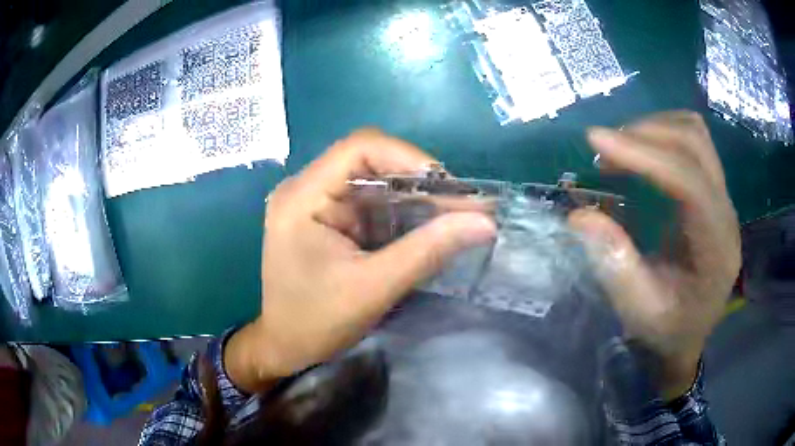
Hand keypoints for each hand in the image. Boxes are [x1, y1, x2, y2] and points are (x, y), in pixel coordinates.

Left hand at [225, 129, 496, 392]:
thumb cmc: (317, 322)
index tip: (448, 186)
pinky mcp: (325, 217)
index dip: (408, 156)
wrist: (285, 346)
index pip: (359, 147)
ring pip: (371, 178)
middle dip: (415, 178)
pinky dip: (397, 209)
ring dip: (410, 194)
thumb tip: (485, 222)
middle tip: (457, 204)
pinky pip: (366, 199)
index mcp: (302, 196)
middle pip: (368, 159)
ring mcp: (313, 201)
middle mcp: (304, 188)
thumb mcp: (374, 288)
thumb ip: (428, 251)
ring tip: (448, 214)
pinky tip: (421, 226)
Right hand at [569, 111, 740, 398]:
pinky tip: (644, 151)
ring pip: (696, 134)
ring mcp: (724, 198)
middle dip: (646, 134)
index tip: (596, 142)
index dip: (644, 155)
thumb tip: (580, 215)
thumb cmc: (666, 329)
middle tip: (604, 146)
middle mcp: (727, 214)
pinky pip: (694, 143)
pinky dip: (665, 134)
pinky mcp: (714, 192)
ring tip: (622, 145)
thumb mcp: (638, 309)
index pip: (688, 182)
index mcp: (716, 248)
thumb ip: (615, 264)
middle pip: (695, 144)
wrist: (690, 332)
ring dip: (655, 128)